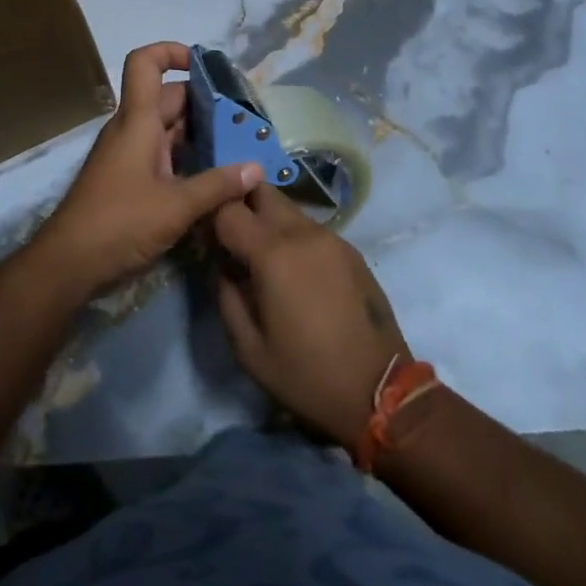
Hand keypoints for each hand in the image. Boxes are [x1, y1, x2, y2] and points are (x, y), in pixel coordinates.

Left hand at [35, 42, 261, 297]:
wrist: (69, 262)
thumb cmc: (120, 223)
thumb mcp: (176, 206)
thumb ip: (218, 186)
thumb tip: (256, 169)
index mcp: (137, 120)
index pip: (145, 63)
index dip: (172, 52)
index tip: (206, 67)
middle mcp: (131, 128)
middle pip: (168, 98)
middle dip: (205, 103)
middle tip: (243, 120)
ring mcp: (128, 153)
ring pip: (167, 128)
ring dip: (199, 133)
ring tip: (239, 147)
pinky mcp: (128, 177)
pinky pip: (162, 152)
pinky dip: (187, 156)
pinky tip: (214, 176)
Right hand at [211, 185, 408, 444]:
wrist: (381, 393)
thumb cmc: (307, 376)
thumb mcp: (249, 350)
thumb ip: (226, 297)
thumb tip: (223, 266)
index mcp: (273, 254)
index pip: (229, 208)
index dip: (210, 214)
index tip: (203, 235)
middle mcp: (303, 233)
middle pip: (261, 191)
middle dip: (240, 204)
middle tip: (230, 237)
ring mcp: (331, 238)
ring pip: (288, 208)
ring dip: (267, 220)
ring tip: (261, 257)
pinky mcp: (350, 250)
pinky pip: (310, 228)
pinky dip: (292, 236)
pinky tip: (294, 271)